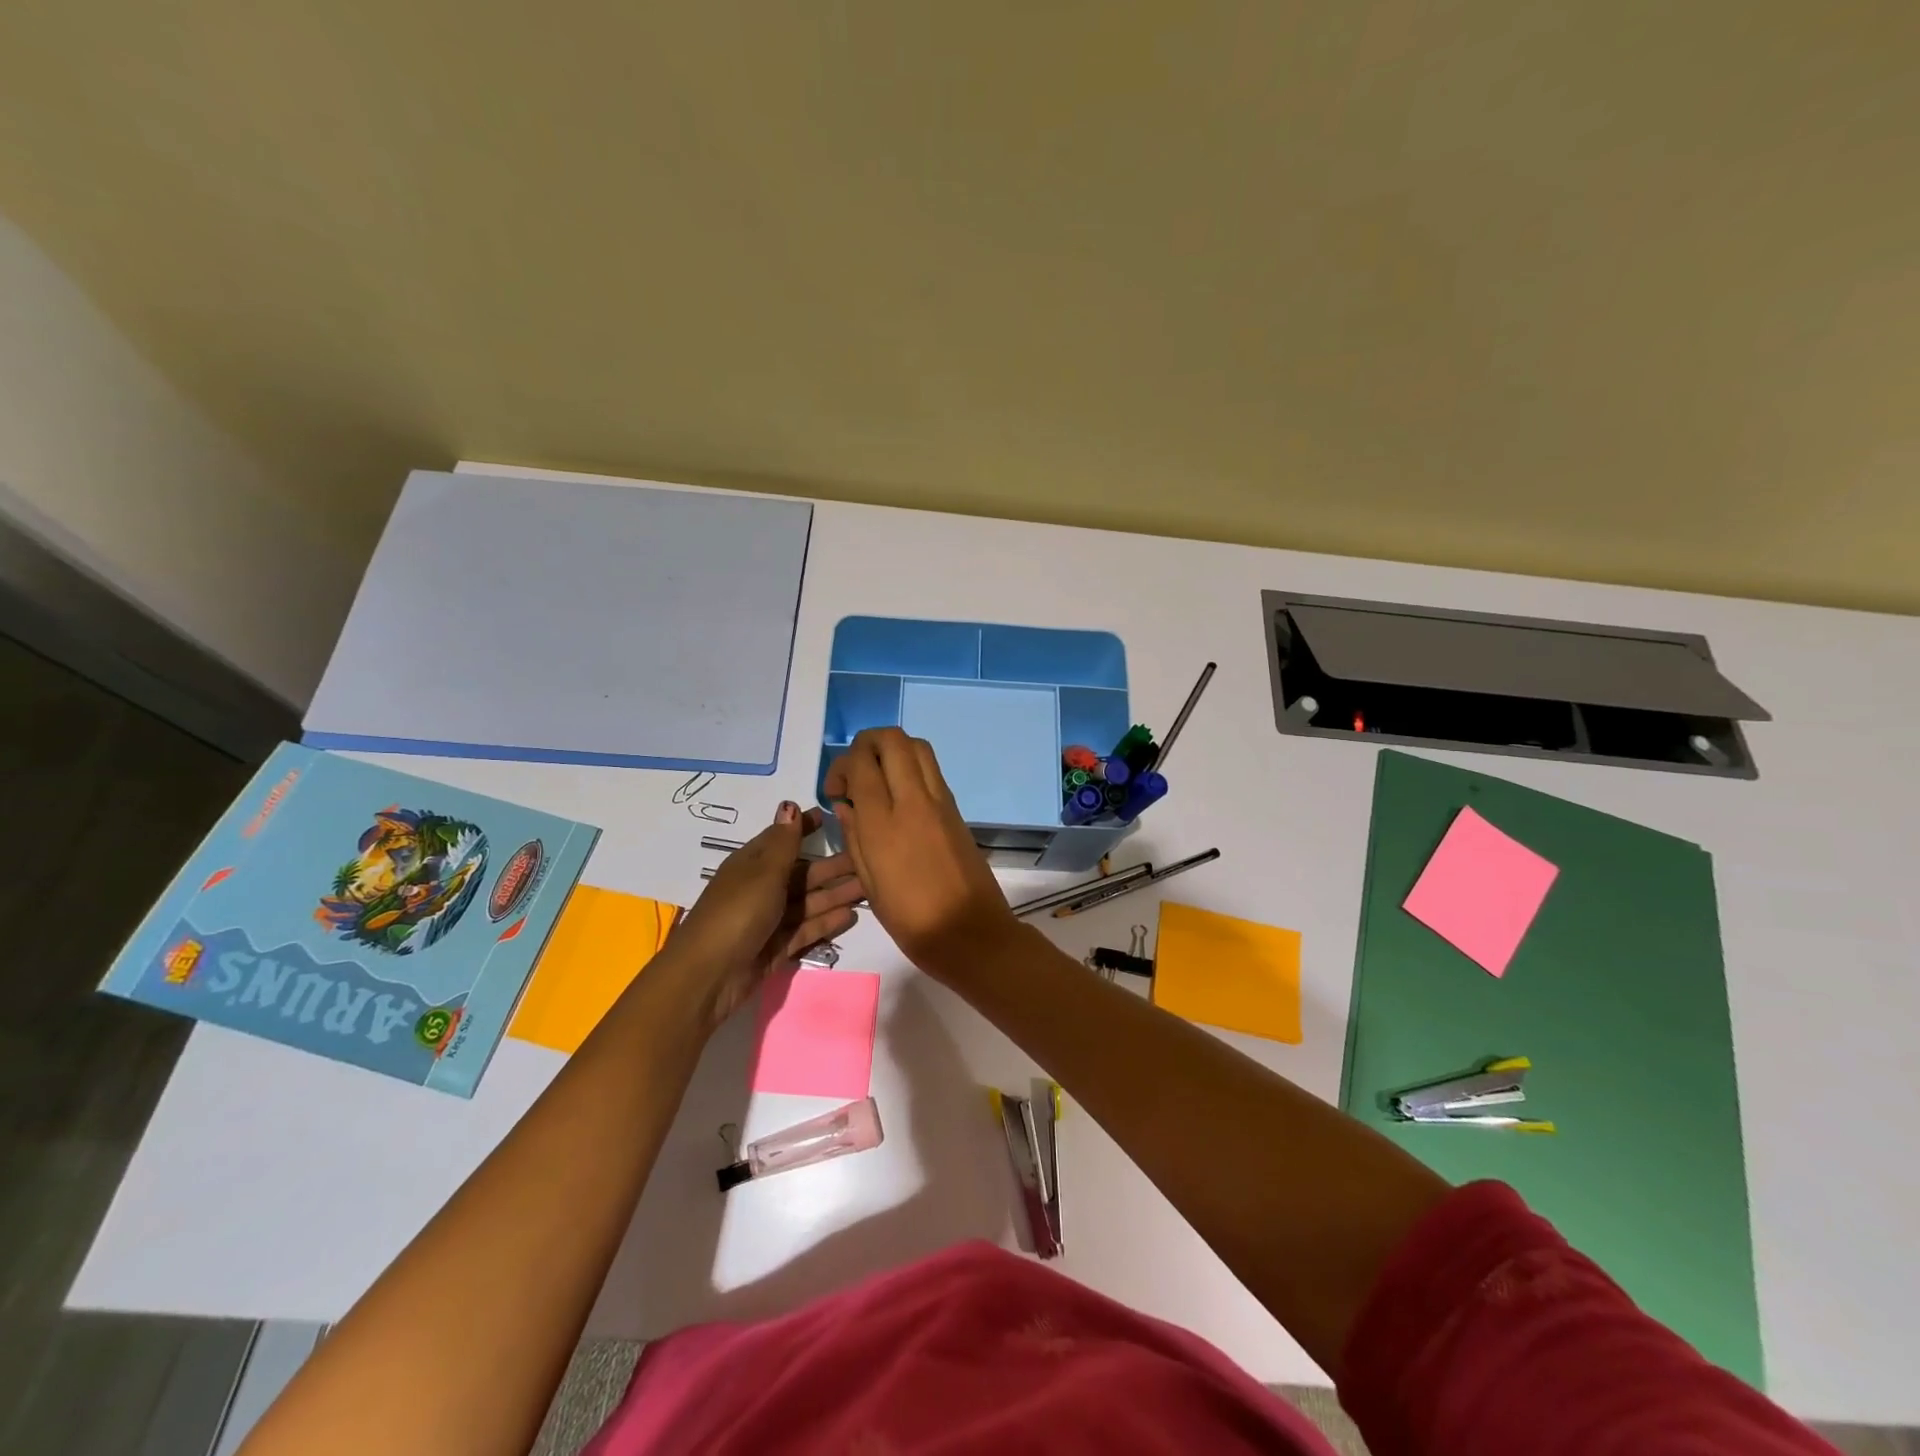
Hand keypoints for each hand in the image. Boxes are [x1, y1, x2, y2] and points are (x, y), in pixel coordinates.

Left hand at [671, 802, 864, 1028]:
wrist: (709, 974)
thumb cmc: (737, 912)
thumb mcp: (763, 871)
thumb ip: (784, 842)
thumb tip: (789, 805)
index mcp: (753, 864)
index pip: (784, 839)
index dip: (805, 827)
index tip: (833, 816)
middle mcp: (762, 888)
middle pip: (802, 873)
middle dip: (832, 865)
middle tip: (868, 859)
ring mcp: (770, 919)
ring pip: (809, 901)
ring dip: (836, 893)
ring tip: (869, 887)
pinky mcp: (777, 946)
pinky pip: (807, 928)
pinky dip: (827, 921)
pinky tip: (851, 915)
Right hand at [822, 728, 1018, 979]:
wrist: (972, 933)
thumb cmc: (912, 920)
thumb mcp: (870, 885)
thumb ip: (854, 837)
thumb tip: (846, 805)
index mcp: (884, 824)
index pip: (861, 763)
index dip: (841, 766)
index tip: (835, 792)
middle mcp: (913, 801)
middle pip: (891, 739)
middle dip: (866, 744)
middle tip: (855, 774)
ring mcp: (940, 801)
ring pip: (916, 746)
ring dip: (891, 750)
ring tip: (878, 779)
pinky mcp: (956, 809)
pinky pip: (931, 769)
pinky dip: (910, 766)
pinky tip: (899, 796)